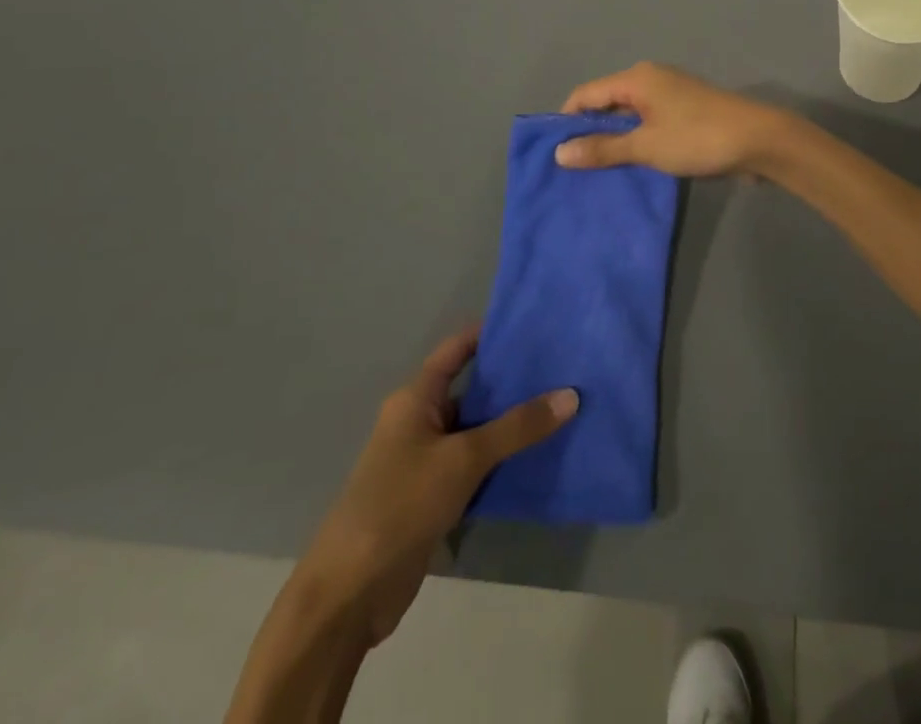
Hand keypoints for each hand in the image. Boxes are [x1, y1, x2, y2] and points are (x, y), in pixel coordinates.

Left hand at [289, 329, 577, 647]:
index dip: (492, 333)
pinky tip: (540, 453)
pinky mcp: (433, 496)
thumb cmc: (400, 505)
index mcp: (415, 398)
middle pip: (472, 388)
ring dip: (512, 422)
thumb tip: (571, 395)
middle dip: (513, 379)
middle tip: (563, 365)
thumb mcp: (464, 459)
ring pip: (477, 429)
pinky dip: (503, 457)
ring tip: (562, 404)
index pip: (458, 349)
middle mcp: (420, 421)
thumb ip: (518, 427)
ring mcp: (426, 460)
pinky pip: (475, 463)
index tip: (536, 325)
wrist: (349, 595)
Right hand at [555, 62, 791, 176]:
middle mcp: (652, 79)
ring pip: (630, 115)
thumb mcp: (646, 147)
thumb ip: (603, 148)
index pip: (586, 93)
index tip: (555, 153)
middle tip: (574, 168)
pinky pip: (650, 122)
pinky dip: (638, 140)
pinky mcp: (687, 111)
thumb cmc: (698, 138)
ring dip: (616, 139)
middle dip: (591, 132)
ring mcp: (672, 94)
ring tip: (598, 172)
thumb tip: (560, 151)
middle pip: (607, 102)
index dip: (567, 120)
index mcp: (637, 78)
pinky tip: (632, 165)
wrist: (760, 140)